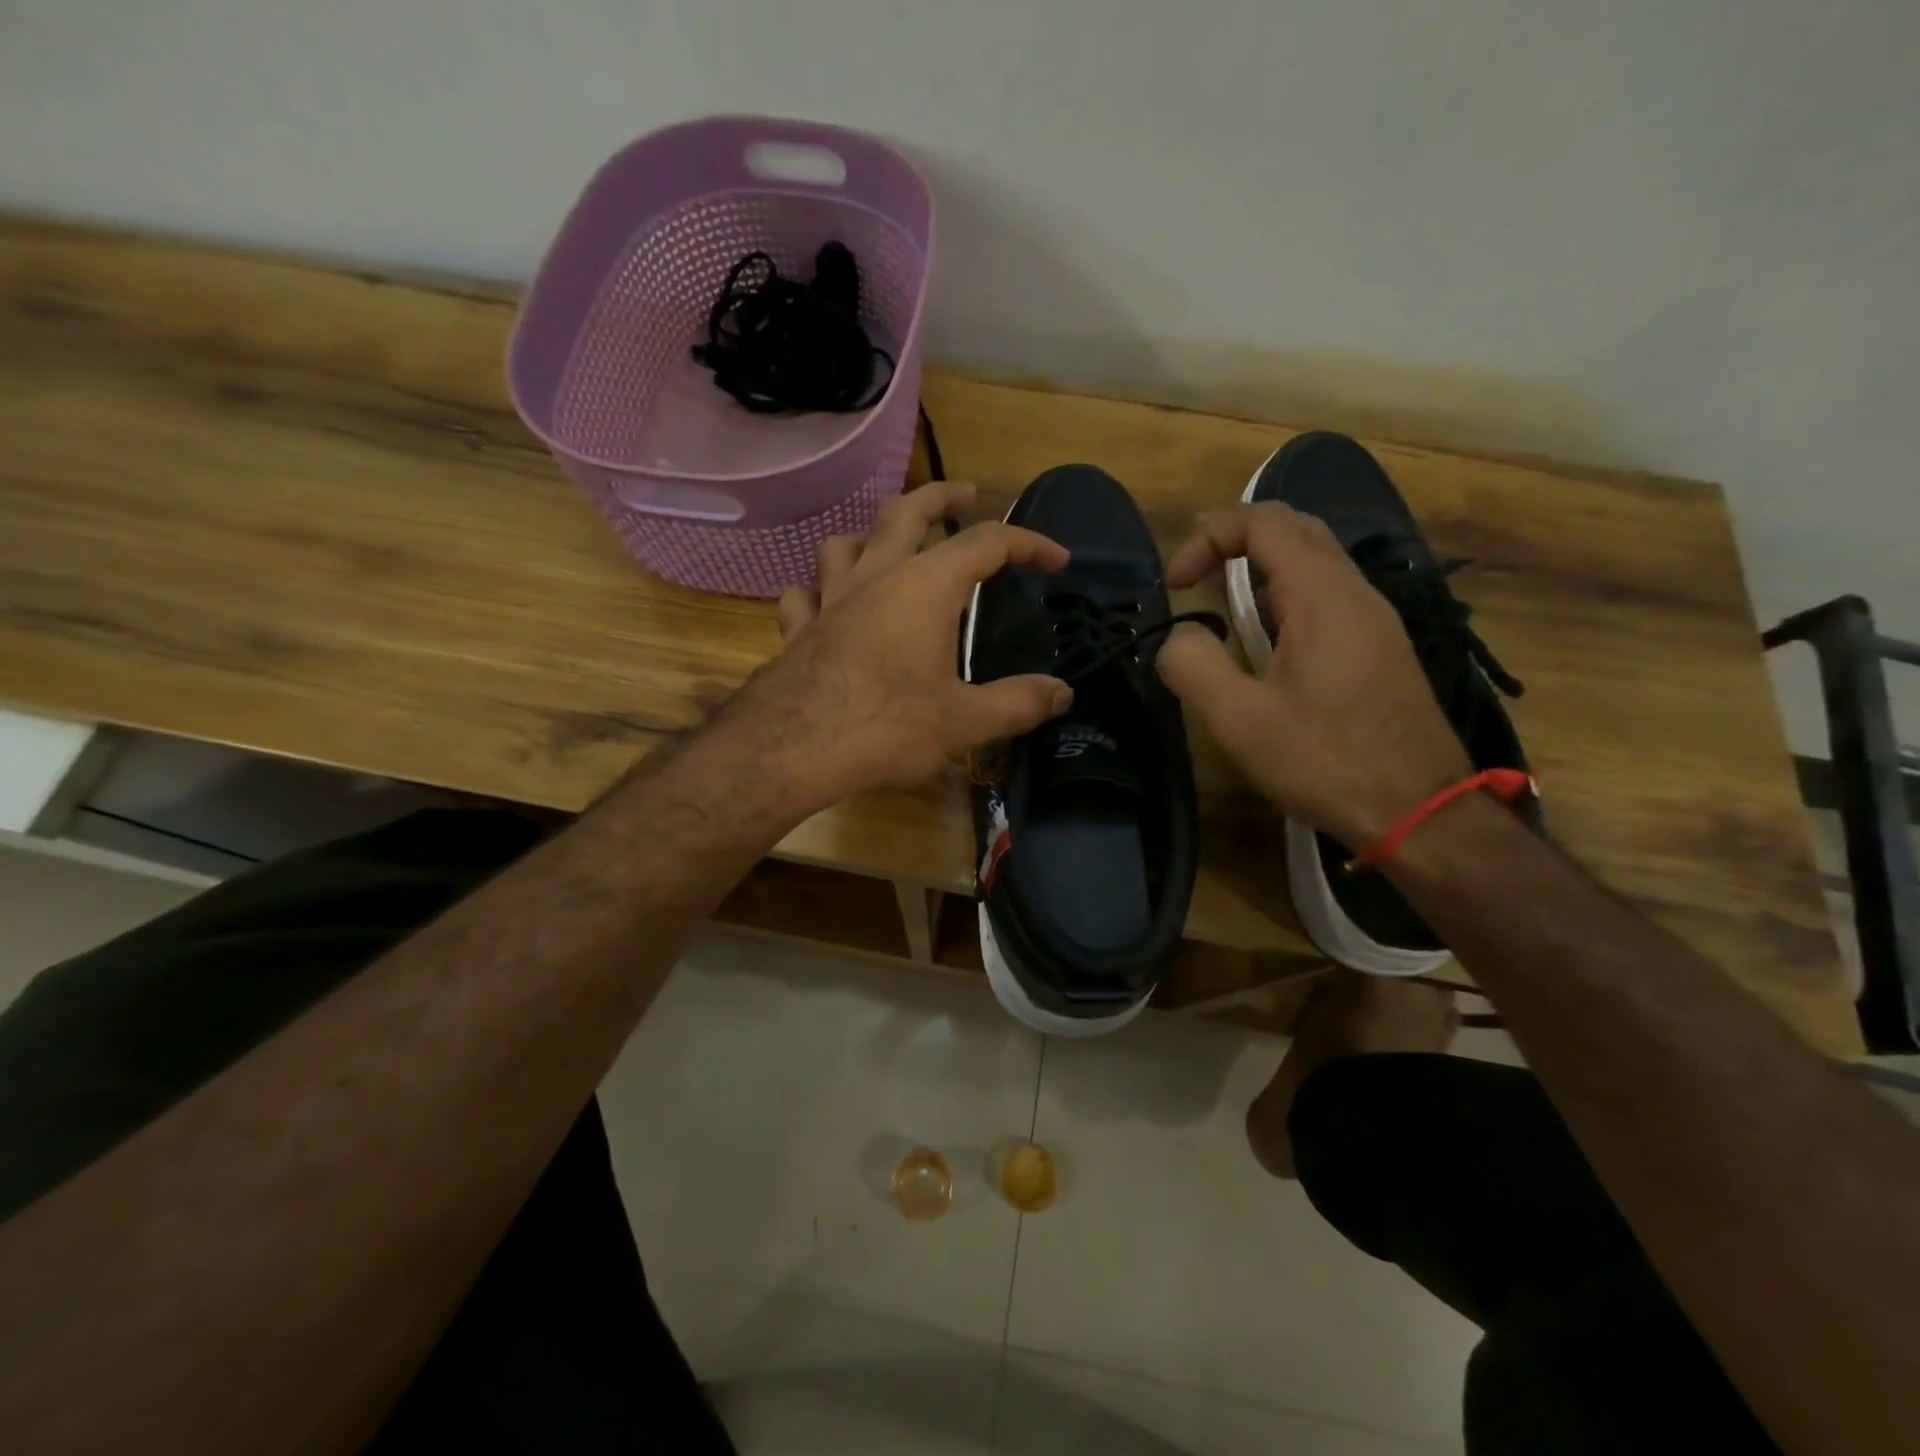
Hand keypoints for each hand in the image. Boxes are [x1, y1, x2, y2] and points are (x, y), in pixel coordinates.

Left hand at [741, 481, 1073, 803]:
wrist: (792, 748)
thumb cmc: (886, 725)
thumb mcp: (964, 720)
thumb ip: (1018, 703)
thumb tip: (1063, 694)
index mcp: (926, 587)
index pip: (987, 543)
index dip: (1028, 543)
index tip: (1057, 559)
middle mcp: (876, 576)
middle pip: (907, 511)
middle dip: (942, 497)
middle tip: (966, 495)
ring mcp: (830, 598)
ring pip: (845, 542)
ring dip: (870, 536)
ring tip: (888, 547)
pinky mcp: (798, 628)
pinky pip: (804, 593)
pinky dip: (818, 590)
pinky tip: (824, 603)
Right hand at [1155, 502, 1468, 846]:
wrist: (1422, 811)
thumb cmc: (1326, 762)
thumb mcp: (1240, 720)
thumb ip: (1193, 665)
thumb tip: (1178, 635)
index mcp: (1322, 596)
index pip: (1263, 523)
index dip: (1209, 537)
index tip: (1175, 586)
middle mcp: (1355, 592)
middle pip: (1294, 528)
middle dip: (1234, 538)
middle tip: (1192, 575)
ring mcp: (1375, 619)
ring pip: (1315, 560)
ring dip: (1260, 566)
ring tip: (1220, 604)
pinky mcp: (1381, 648)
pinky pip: (1328, 594)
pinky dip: (1284, 594)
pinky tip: (1265, 642)